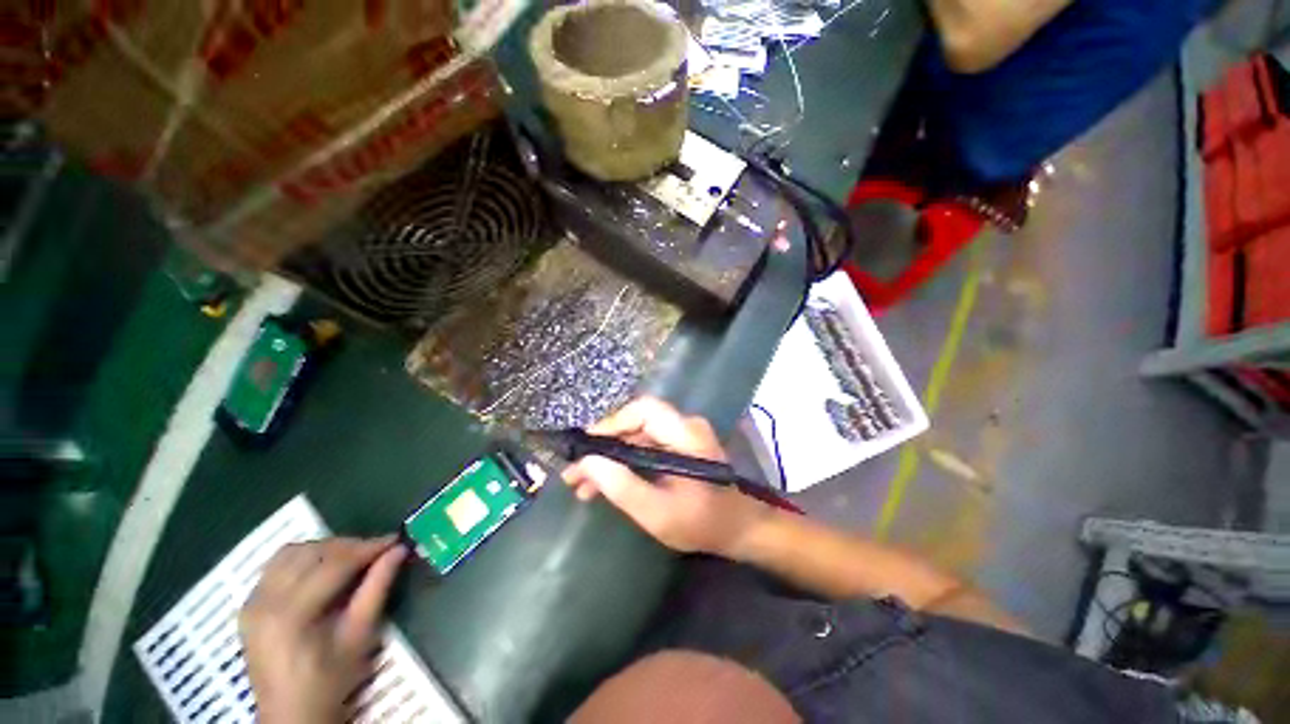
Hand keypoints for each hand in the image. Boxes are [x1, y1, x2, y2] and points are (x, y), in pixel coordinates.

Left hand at [240, 537, 405, 723]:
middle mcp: (265, 601)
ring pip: (291, 553)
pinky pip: (276, 567)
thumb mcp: (360, 636)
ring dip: (325, 549)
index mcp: (291, 614)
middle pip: (311, 554)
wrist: (291, 716)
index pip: (334, 564)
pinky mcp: (249, 606)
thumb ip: (377, 588)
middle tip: (378, 550)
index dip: (367, 548)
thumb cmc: (330, 680)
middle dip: (349, 546)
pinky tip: (322, 570)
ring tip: (352, 558)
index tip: (395, 540)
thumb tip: (399, 551)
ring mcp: (252, 603)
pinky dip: (303, 559)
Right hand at [563, 397, 769, 556]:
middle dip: (603, 446)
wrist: (739, 529)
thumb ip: (622, 487)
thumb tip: (586, 462)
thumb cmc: (703, 523)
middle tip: (574, 472)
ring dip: (609, 457)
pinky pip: (644, 446)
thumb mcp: (659, 513)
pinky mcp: (678, 447)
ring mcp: (681, 435)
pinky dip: (623, 462)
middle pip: (635, 423)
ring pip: (636, 436)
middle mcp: (684, 426)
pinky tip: (603, 483)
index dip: (611, 423)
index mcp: (685, 434)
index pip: (644, 410)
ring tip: (581, 484)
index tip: (586, 448)